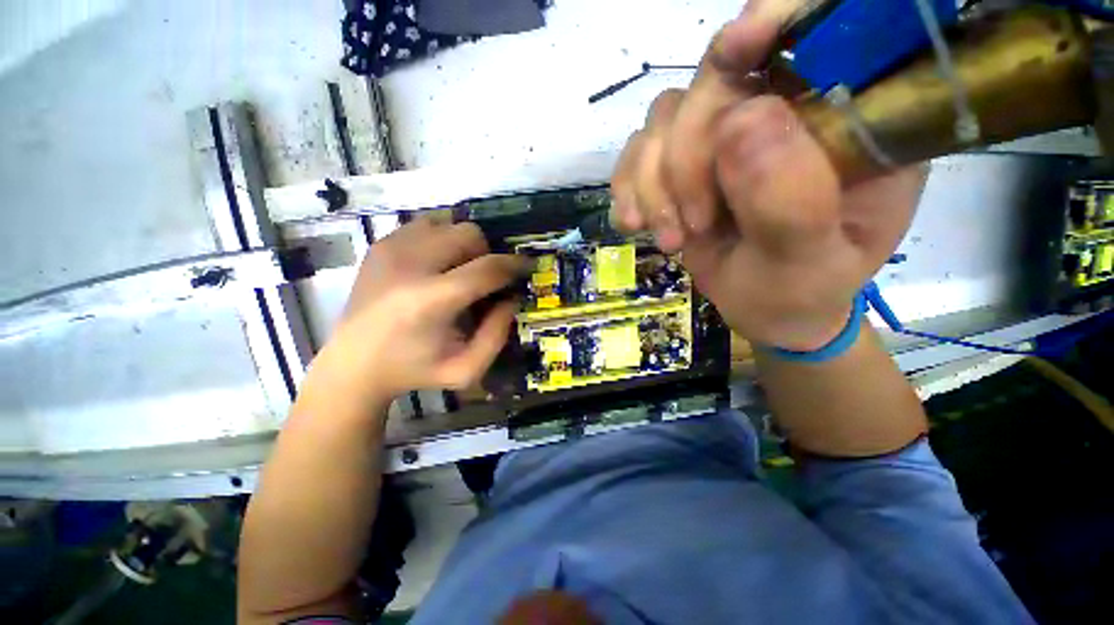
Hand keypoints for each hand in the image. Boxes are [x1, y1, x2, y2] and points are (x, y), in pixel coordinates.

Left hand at [309, 219, 527, 406]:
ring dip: (464, 245)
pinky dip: (441, 239)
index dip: (514, 265)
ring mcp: (390, 249)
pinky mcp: (380, 245)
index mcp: (430, 301)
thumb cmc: (414, 370)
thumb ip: (498, 334)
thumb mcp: (467, 369)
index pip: (486, 268)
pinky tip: (437, 265)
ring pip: (448, 223)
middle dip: (487, 254)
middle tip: (484, 279)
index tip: (527, 267)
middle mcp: (408, 265)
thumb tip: (512, 298)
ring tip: (459, 271)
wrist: (353, 364)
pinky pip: (426, 225)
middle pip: (469, 235)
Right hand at [611, 8, 924, 350]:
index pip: (816, 36)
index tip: (736, 48)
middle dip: (686, 159)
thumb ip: (791, 201)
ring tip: (671, 238)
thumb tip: (740, 122)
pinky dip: (629, 187)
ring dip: (653, 184)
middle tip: (691, 227)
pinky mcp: (682, 164)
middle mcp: (781, 110)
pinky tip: (634, 224)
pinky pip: (638, 153)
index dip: (773, 22)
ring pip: (664, 119)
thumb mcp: (809, 262)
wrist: (764, 310)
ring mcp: (723, 136)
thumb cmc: (802, 291)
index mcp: (845, 119)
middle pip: (711, 80)